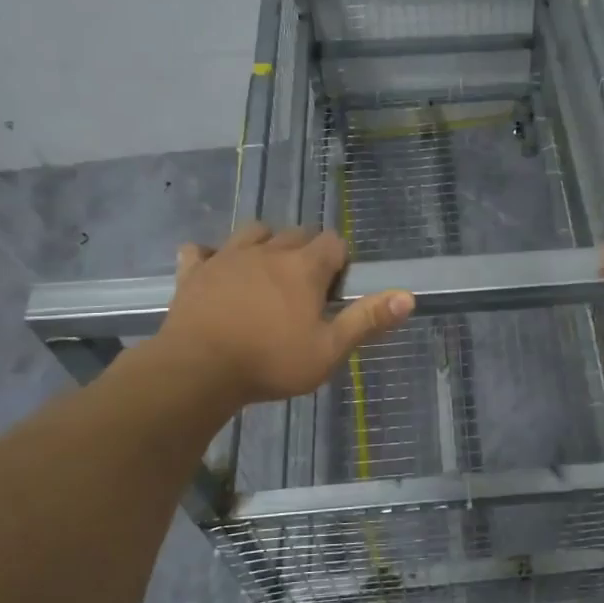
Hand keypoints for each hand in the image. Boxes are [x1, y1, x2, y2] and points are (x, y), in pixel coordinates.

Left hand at [158, 223, 413, 406]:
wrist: (198, 370)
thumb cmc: (270, 362)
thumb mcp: (328, 350)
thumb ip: (367, 320)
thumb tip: (408, 296)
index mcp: (304, 267)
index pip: (333, 243)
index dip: (339, 261)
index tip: (334, 289)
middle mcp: (269, 251)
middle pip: (296, 233)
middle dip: (307, 251)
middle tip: (305, 288)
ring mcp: (228, 257)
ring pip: (254, 232)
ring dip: (265, 244)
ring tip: (267, 272)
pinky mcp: (195, 271)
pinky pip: (202, 250)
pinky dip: (211, 257)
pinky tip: (215, 271)